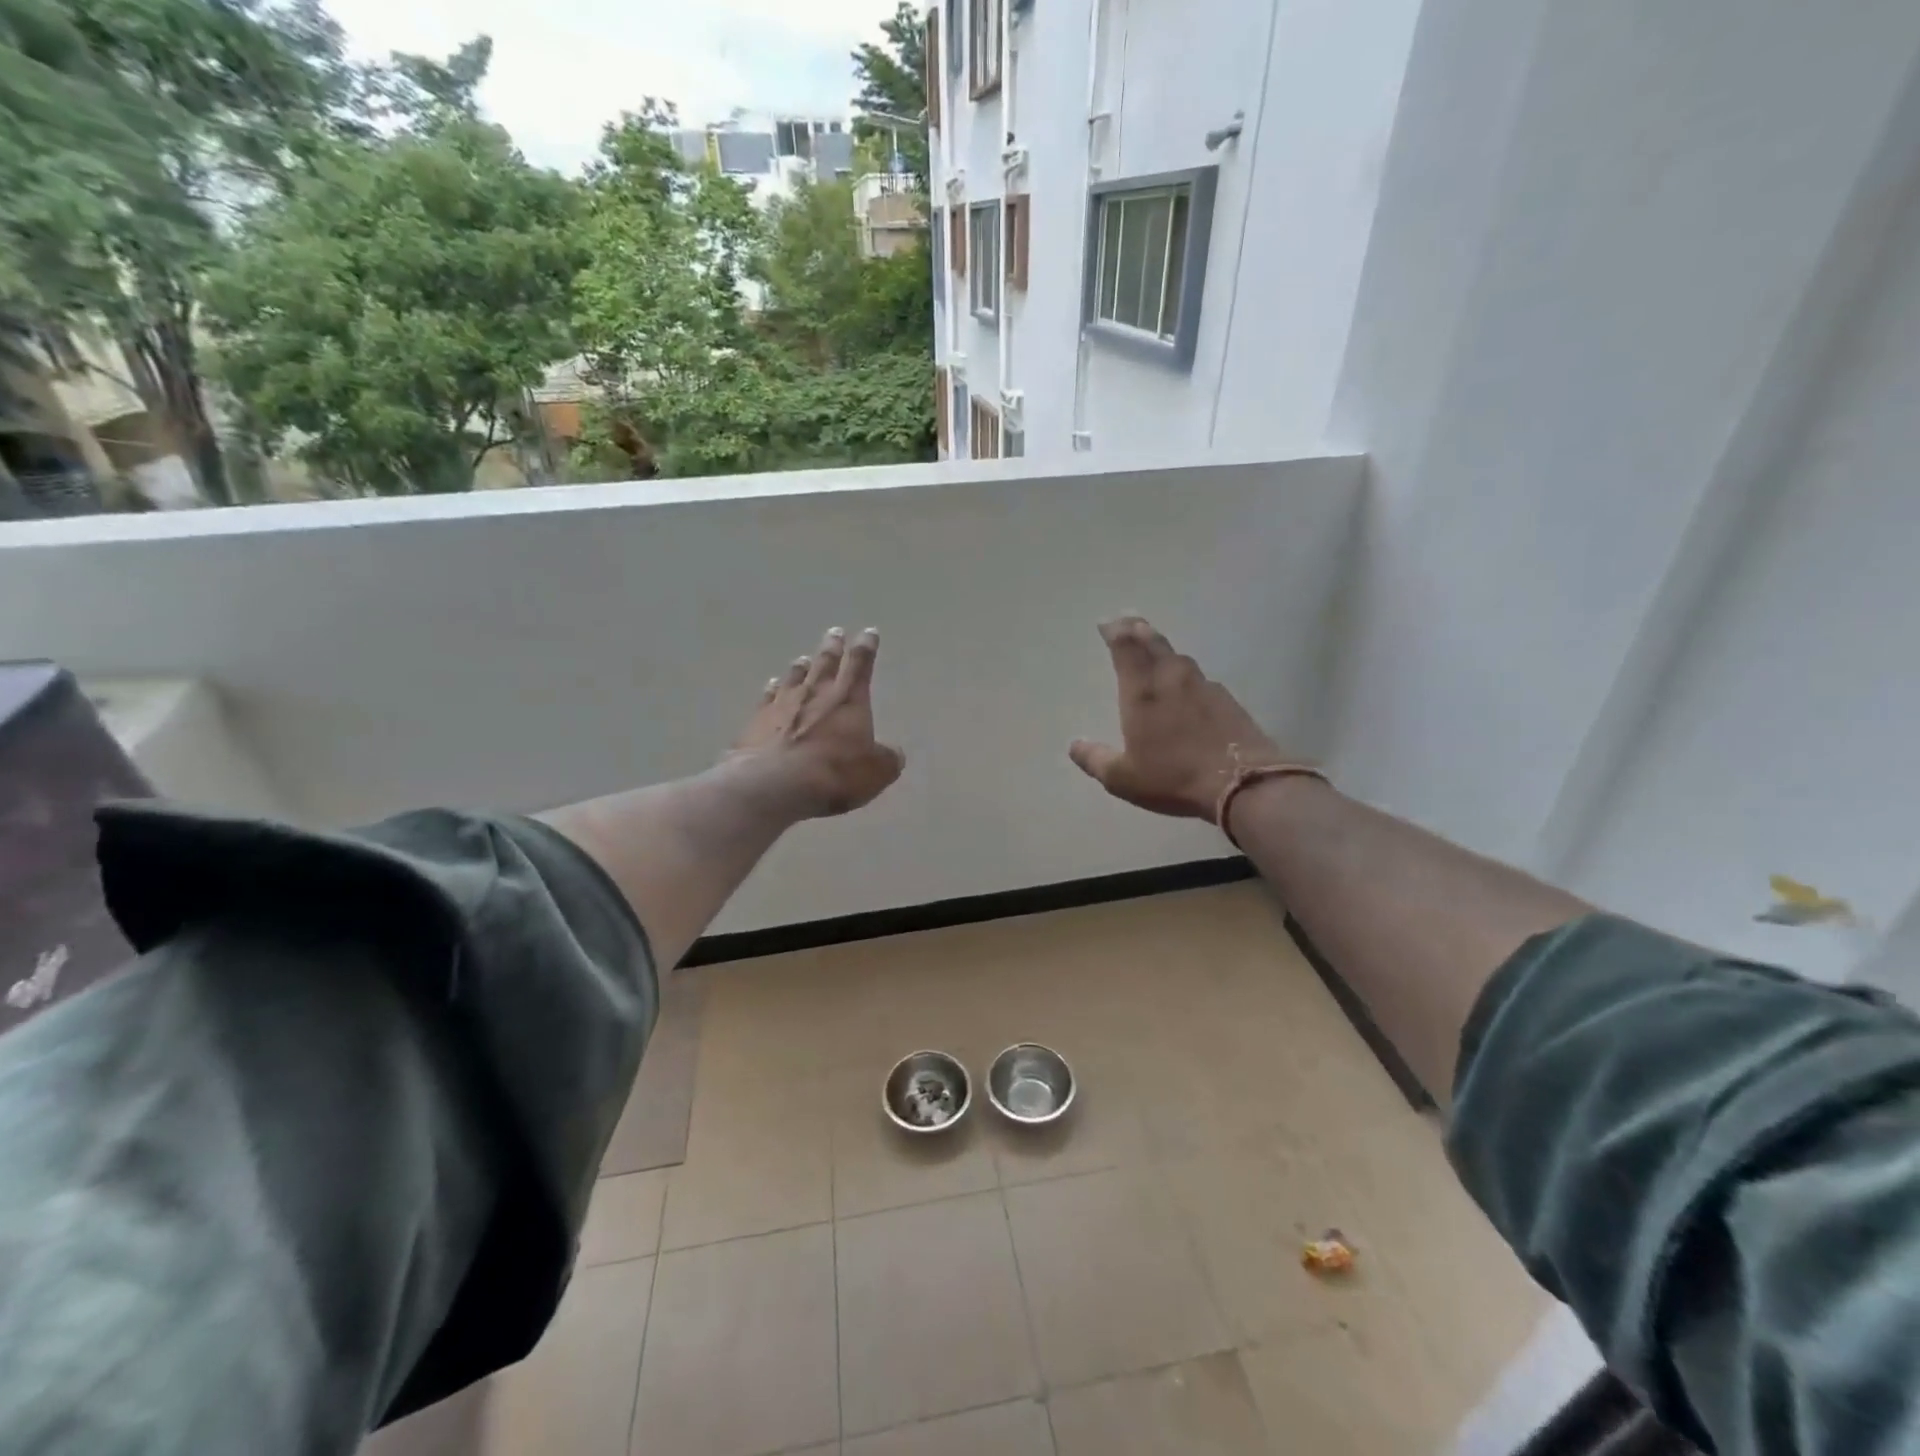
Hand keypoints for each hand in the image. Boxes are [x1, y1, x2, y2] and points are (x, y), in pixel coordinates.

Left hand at [730, 627, 904, 818]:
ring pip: (795, 676)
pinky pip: (768, 696)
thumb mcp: (875, 772)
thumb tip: (895, 753)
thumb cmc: (834, 774)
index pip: (860, 665)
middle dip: (833, 647)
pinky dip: (772, 688)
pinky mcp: (758, 719)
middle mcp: (817, 693)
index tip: (869, 633)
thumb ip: (887, 759)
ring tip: (804, 658)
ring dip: (802, 666)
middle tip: (835, 632)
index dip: (866, 648)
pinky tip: (772, 684)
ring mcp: (784, 703)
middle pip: (826, 663)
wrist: (774, 783)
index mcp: (849, 700)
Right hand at [1069, 616, 1288, 821]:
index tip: (1107, 623)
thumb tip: (1074, 745)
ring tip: (1155, 648)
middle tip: (1128, 620)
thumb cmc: (1173, 778)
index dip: (1115, 631)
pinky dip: (1186, 675)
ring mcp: (1204, 686)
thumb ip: (1095, 759)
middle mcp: (1171, 679)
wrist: (1243, 783)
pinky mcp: (1227, 700)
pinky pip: (1200, 678)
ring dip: (1163, 649)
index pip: (1126, 648)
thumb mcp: (1122, 778)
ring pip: (1179, 658)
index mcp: (1142, 691)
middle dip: (1138, 629)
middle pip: (1153, 643)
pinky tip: (1187, 686)